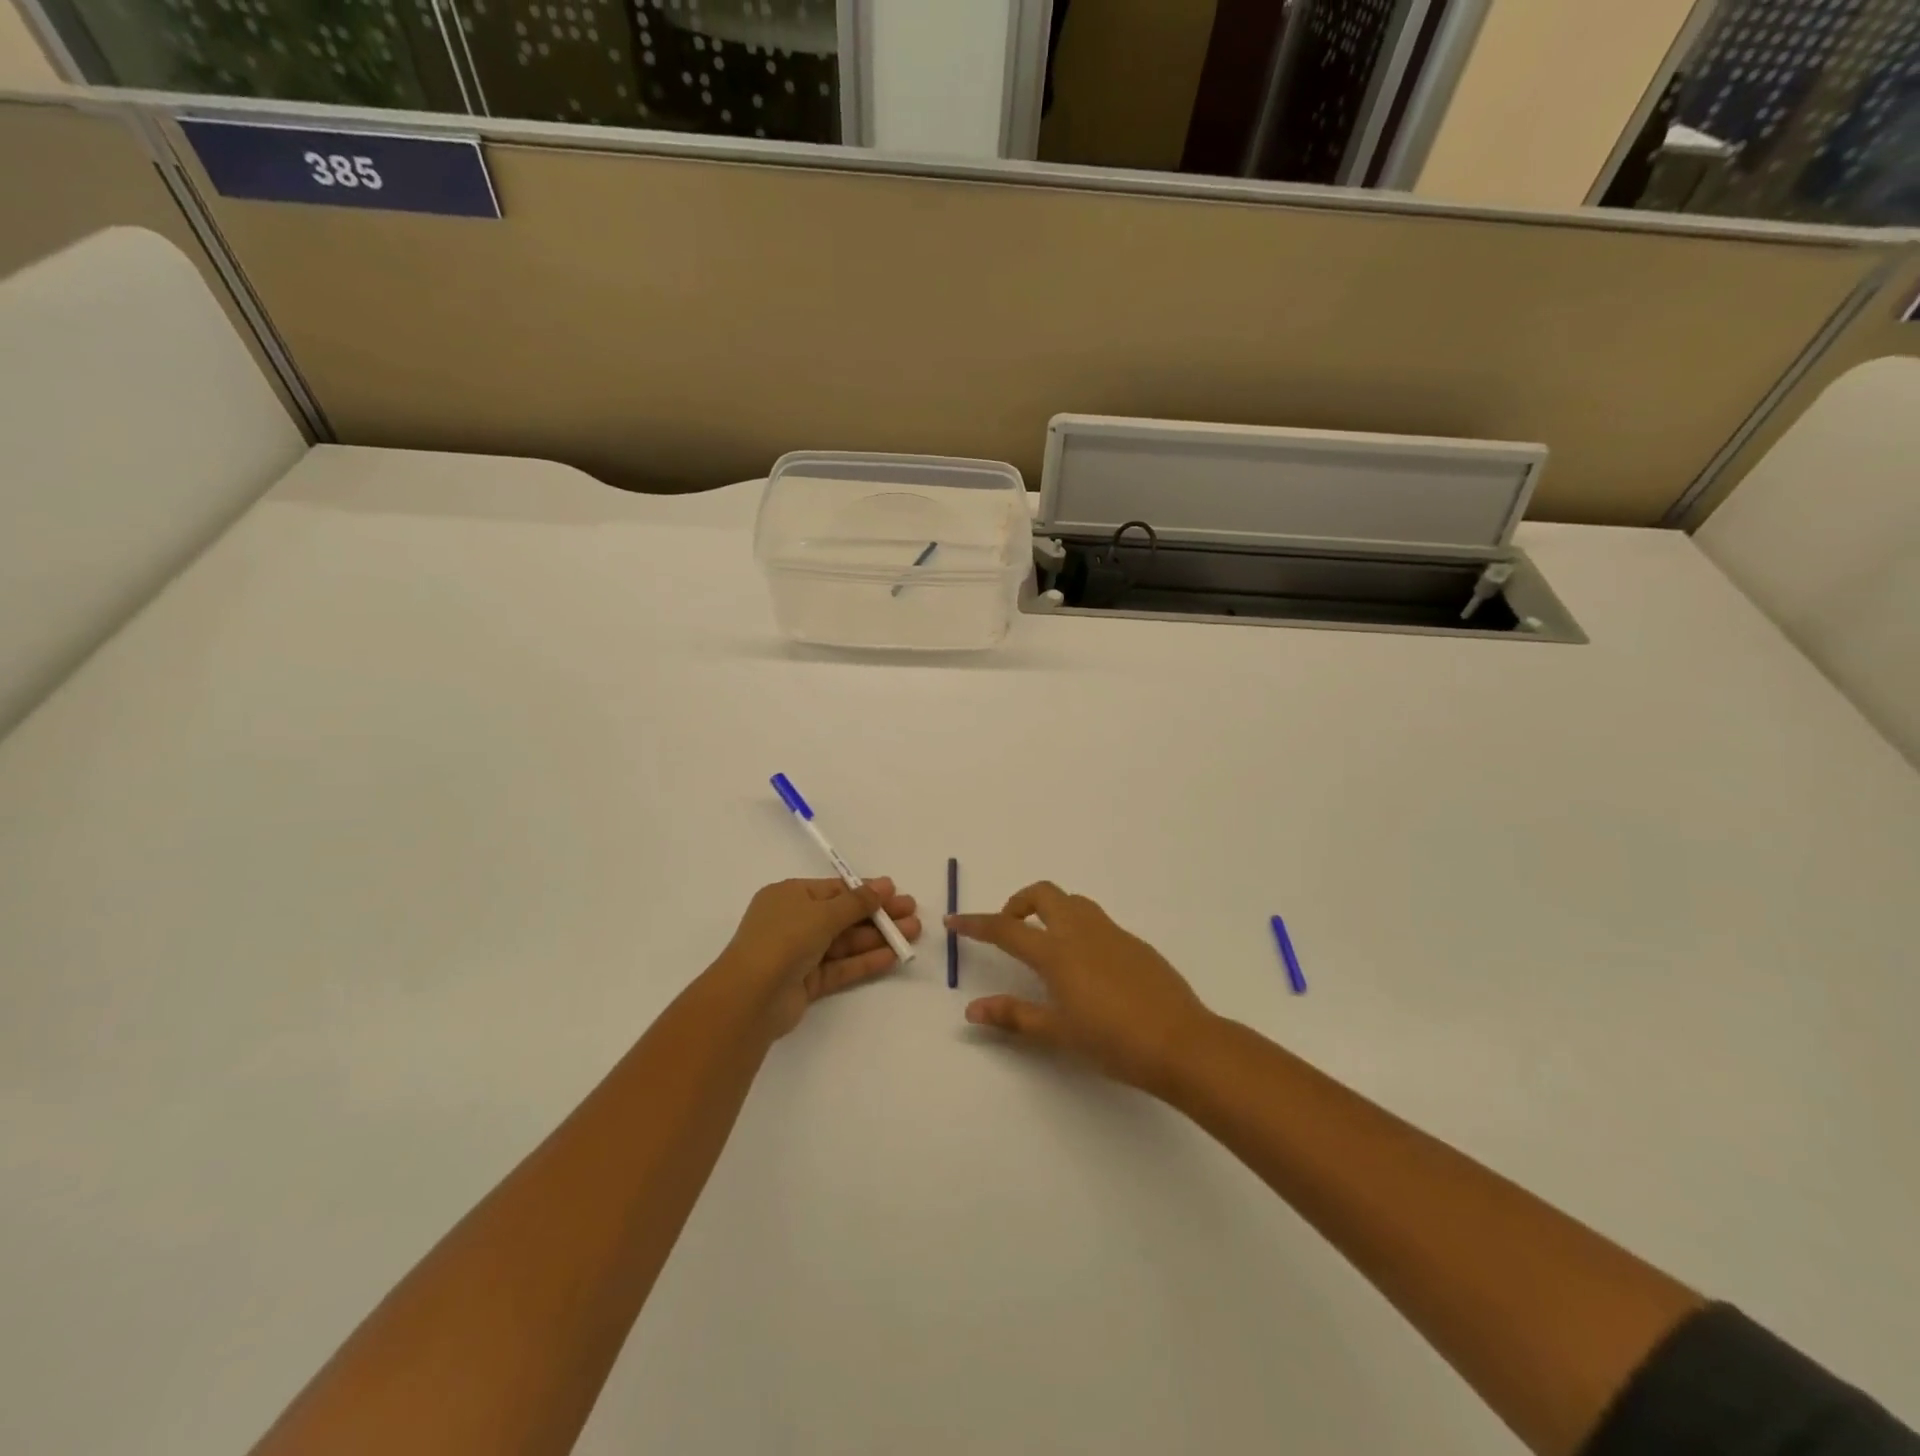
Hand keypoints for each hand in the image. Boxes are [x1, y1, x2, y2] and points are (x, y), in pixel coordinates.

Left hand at [710, 877, 920, 1039]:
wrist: (750, 997)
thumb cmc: (784, 939)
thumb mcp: (823, 913)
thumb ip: (857, 901)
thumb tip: (885, 884)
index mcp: (789, 896)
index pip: (834, 890)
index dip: (865, 891)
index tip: (896, 893)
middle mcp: (793, 922)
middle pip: (843, 916)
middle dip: (878, 915)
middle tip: (912, 913)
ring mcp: (799, 954)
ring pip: (844, 942)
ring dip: (877, 937)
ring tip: (912, 934)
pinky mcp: (806, 983)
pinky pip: (840, 966)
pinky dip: (864, 961)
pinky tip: (892, 956)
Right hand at [947, 881, 1215, 1094]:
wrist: (1182, 1043)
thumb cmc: (1113, 1042)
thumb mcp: (1058, 1033)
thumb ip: (1014, 1016)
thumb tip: (973, 1010)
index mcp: (1057, 952)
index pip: (1006, 928)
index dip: (976, 923)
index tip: (954, 921)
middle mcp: (1082, 931)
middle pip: (1043, 894)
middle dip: (1018, 903)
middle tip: (1010, 929)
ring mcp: (1112, 933)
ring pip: (1073, 902)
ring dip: (1051, 910)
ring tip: (1046, 946)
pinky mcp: (1135, 943)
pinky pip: (1097, 921)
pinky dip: (1078, 927)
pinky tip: (1086, 966)